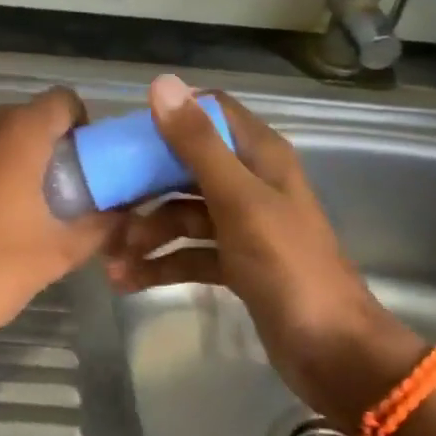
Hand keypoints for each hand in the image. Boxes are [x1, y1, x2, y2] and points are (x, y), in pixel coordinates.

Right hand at [105, 75, 426, 426]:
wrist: (332, 351)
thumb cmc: (288, 266)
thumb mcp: (239, 201)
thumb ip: (198, 145)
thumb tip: (161, 84)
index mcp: (260, 156)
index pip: (210, 113)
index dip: (169, 118)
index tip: (124, 137)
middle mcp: (250, 183)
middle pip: (186, 167)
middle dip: (144, 187)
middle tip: (104, 205)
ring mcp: (242, 225)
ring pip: (182, 215)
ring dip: (147, 234)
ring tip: (112, 259)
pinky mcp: (235, 263)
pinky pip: (188, 253)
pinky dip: (161, 264)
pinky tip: (127, 281)